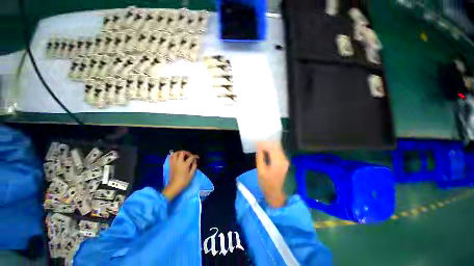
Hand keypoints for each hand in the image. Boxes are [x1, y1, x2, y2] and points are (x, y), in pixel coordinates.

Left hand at [163, 151, 197, 200]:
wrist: (174, 186)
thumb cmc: (184, 181)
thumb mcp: (191, 174)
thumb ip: (194, 166)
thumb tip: (194, 161)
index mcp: (185, 164)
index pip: (191, 157)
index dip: (195, 156)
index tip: (197, 157)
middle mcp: (178, 162)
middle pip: (182, 153)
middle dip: (187, 152)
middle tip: (190, 155)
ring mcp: (173, 163)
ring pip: (175, 153)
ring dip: (180, 152)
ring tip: (183, 155)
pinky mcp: (170, 165)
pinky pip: (171, 157)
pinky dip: (174, 155)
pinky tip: (177, 157)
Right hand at [256, 142, 288, 207]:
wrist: (275, 193)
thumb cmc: (266, 183)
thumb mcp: (260, 170)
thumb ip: (260, 157)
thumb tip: (258, 147)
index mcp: (277, 162)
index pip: (271, 147)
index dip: (264, 144)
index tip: (256, 143)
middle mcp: (283, 159)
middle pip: (276, 146)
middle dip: (266, 143)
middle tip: (258, 144)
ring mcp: (285, 160)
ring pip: (277, 148)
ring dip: (269, 146)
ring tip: (261, 147)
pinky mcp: (284, 162)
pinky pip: (278, 152)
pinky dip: (272, 150)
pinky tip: (266, 151)